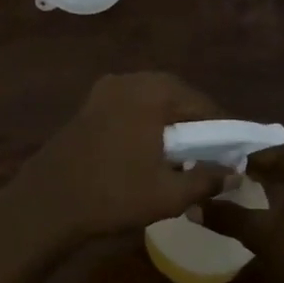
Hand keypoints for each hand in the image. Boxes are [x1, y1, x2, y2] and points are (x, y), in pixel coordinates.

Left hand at [7, 72, 229, 244]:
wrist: (48, 202)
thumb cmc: (113, 195)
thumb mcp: (169, 194)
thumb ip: (207, 180)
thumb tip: (235, 174)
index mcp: (153, 93)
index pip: (202, 104)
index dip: (223, 129)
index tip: (235, 152)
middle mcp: (130, 80)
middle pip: (176, 96)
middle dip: (195, 123)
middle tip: (210, 153)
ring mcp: (105, 90)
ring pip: (152, 99)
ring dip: (170, 121)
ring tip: (182, 153)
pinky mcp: (89, 105)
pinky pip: (129, 105)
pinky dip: (146, 121)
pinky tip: (149, 149)